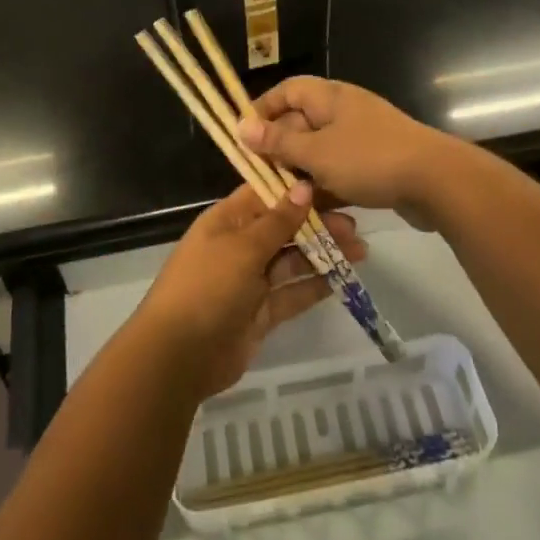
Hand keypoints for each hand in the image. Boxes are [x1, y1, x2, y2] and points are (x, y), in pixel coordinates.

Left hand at [132, 182, 365, 398]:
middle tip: (356, 225)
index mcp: (227, 221)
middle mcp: (239, 246)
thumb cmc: (207, 287)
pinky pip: (293, 293)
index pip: (266, 194)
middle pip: (284, 227)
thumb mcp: (243, 248)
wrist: (178, 356)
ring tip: (361, 250)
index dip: (298, 189)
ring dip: (323, 254)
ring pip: (293, 260)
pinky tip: (344, 278)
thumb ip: (278, 220)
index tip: (335, 182)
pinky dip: (316, 286)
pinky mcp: (261, 313)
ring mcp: (250, 281)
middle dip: (318, 224)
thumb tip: (303, 186)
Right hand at [237, 77, 455, 224]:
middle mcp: (345, 111)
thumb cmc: (369, 159)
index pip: (287, 90)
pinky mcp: (376, 164)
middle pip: (301, 122)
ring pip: (320, 151)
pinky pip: (341, 170)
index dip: (263, 109)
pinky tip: (315, 210)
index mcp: (329, 97)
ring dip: (302, 173)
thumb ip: (279, 141)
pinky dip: (327, 186)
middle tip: (260, 176)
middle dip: (280, 148)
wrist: (436, 182)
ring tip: (282, 199)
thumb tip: (242, 126)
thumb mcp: (316, 152)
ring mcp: (363, 138)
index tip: (244, 137)